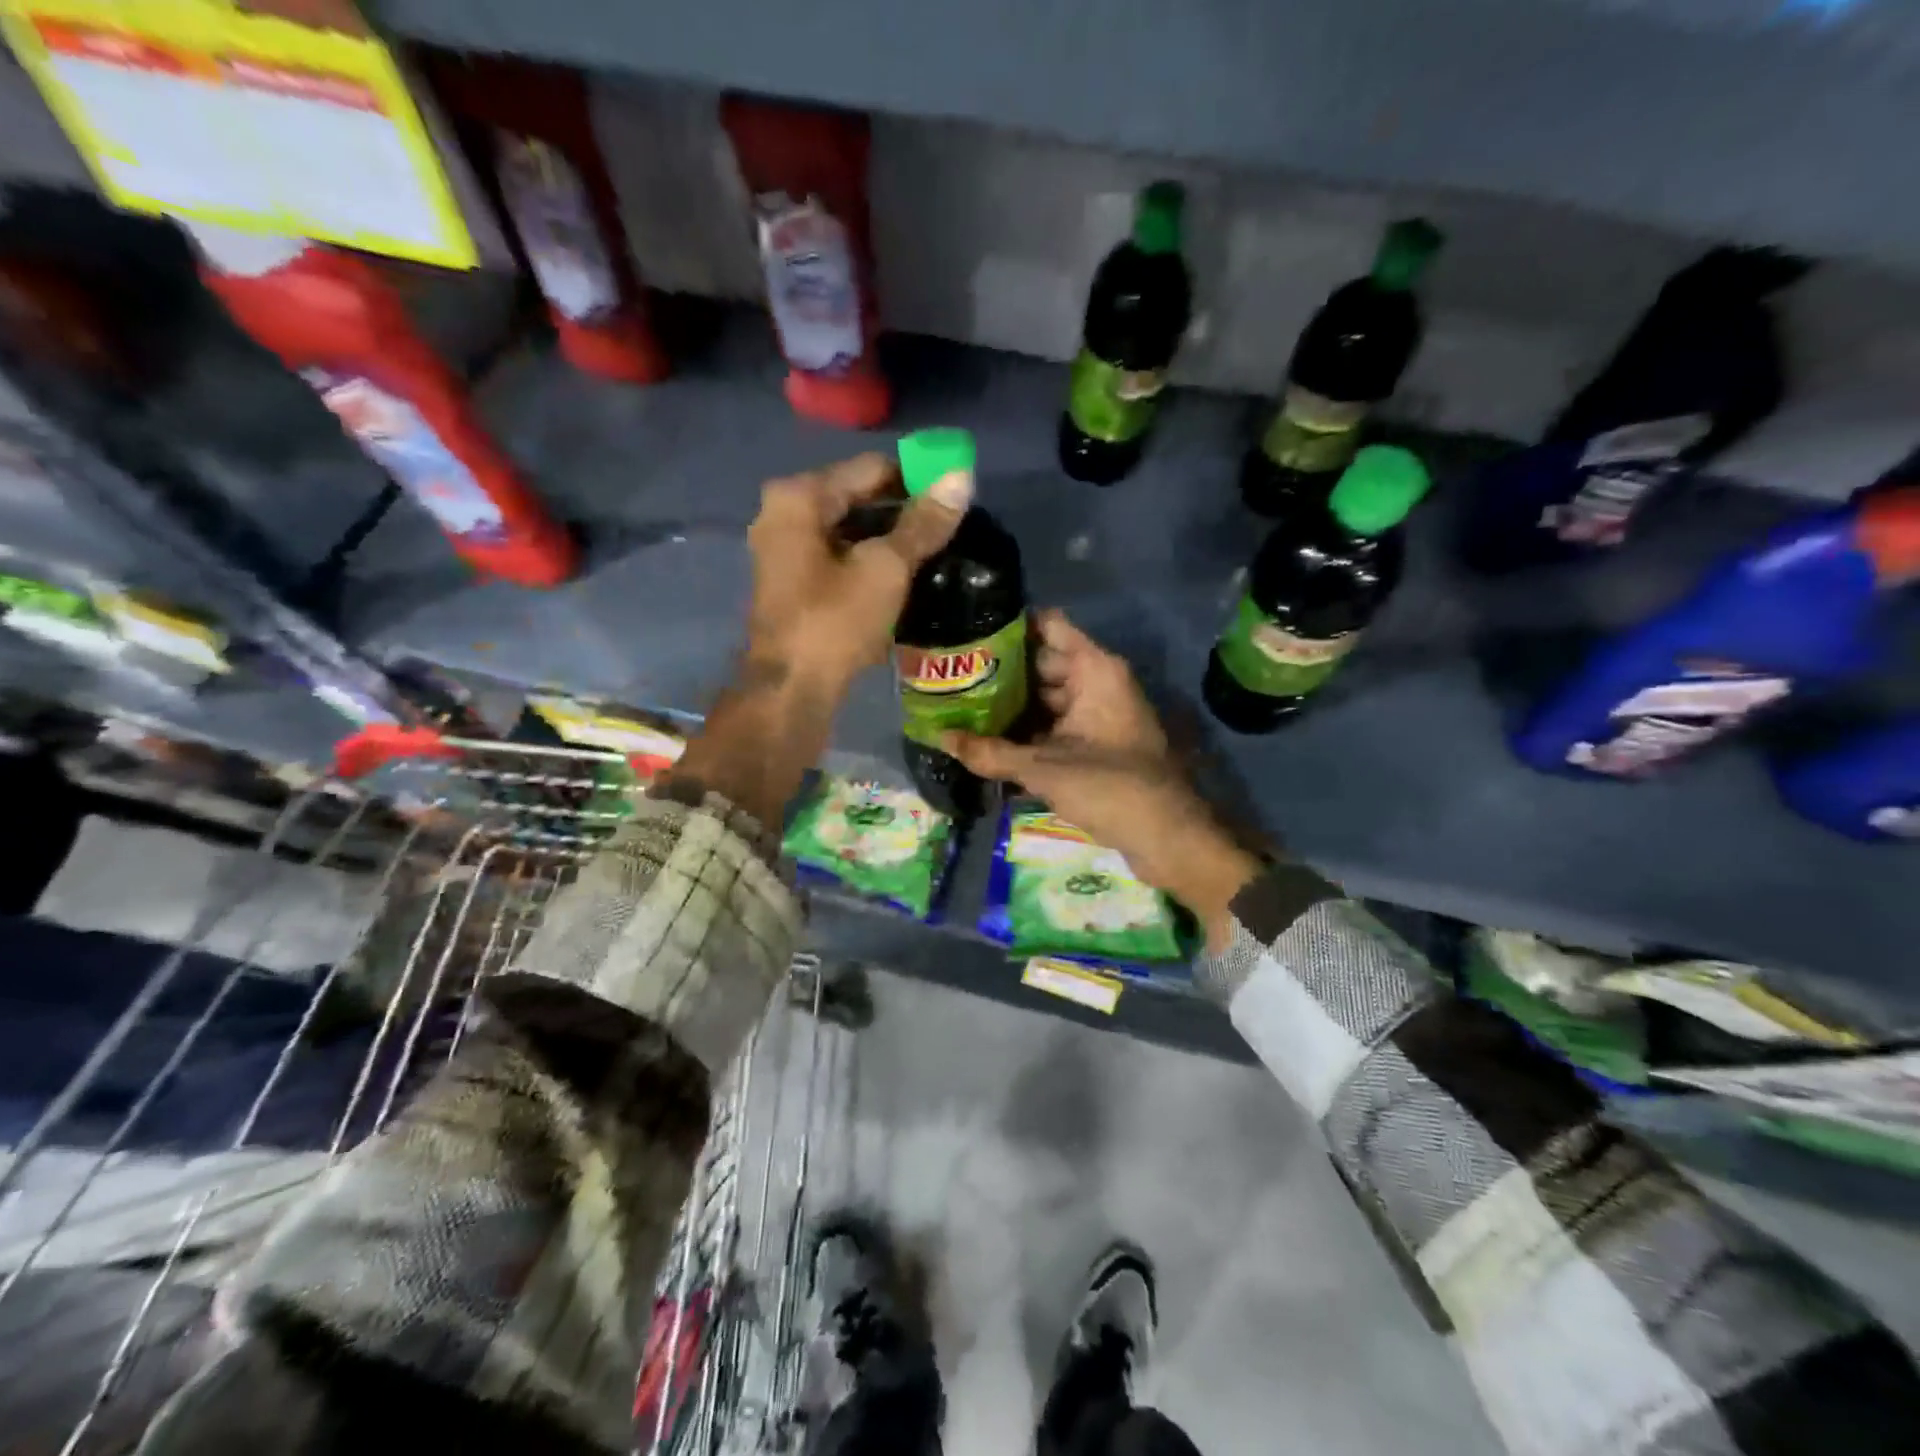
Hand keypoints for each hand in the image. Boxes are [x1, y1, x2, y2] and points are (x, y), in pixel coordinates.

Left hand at [744, 452, 968, 696]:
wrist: (791, 691)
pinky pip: (839, 559)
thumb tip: (962, 476)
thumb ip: (923, 523)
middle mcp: (784, 514)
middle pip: (858, 499)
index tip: (954, 499)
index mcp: (799, 497)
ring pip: (849, 532)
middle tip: (948, 531)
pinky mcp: (792, 584)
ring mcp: (784, 551)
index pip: (872, 469)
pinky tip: (901, 580)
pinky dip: (868, 564)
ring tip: (932, 556)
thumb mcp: (886, 569)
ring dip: (888, 542)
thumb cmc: (835, 622)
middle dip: (903, 513)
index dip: (917, 479)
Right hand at [942, 610, 1261, 949]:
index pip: (1048, 626)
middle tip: (951, 676)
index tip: (967, 632)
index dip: (1009, 626)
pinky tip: (988, 739)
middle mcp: (1096, 683)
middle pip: (1041, 663)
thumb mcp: (1044, 769)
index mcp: (1094, 670)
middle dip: (999, 671)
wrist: (1167, 837)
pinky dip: (1027, 731)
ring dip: (1010, 705)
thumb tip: (940, 738)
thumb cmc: (1111, 787)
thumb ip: (991, 753)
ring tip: (959, 706)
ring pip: (1045, 698)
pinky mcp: (1095, 743)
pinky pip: (1054, 725)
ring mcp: (1096, 714)